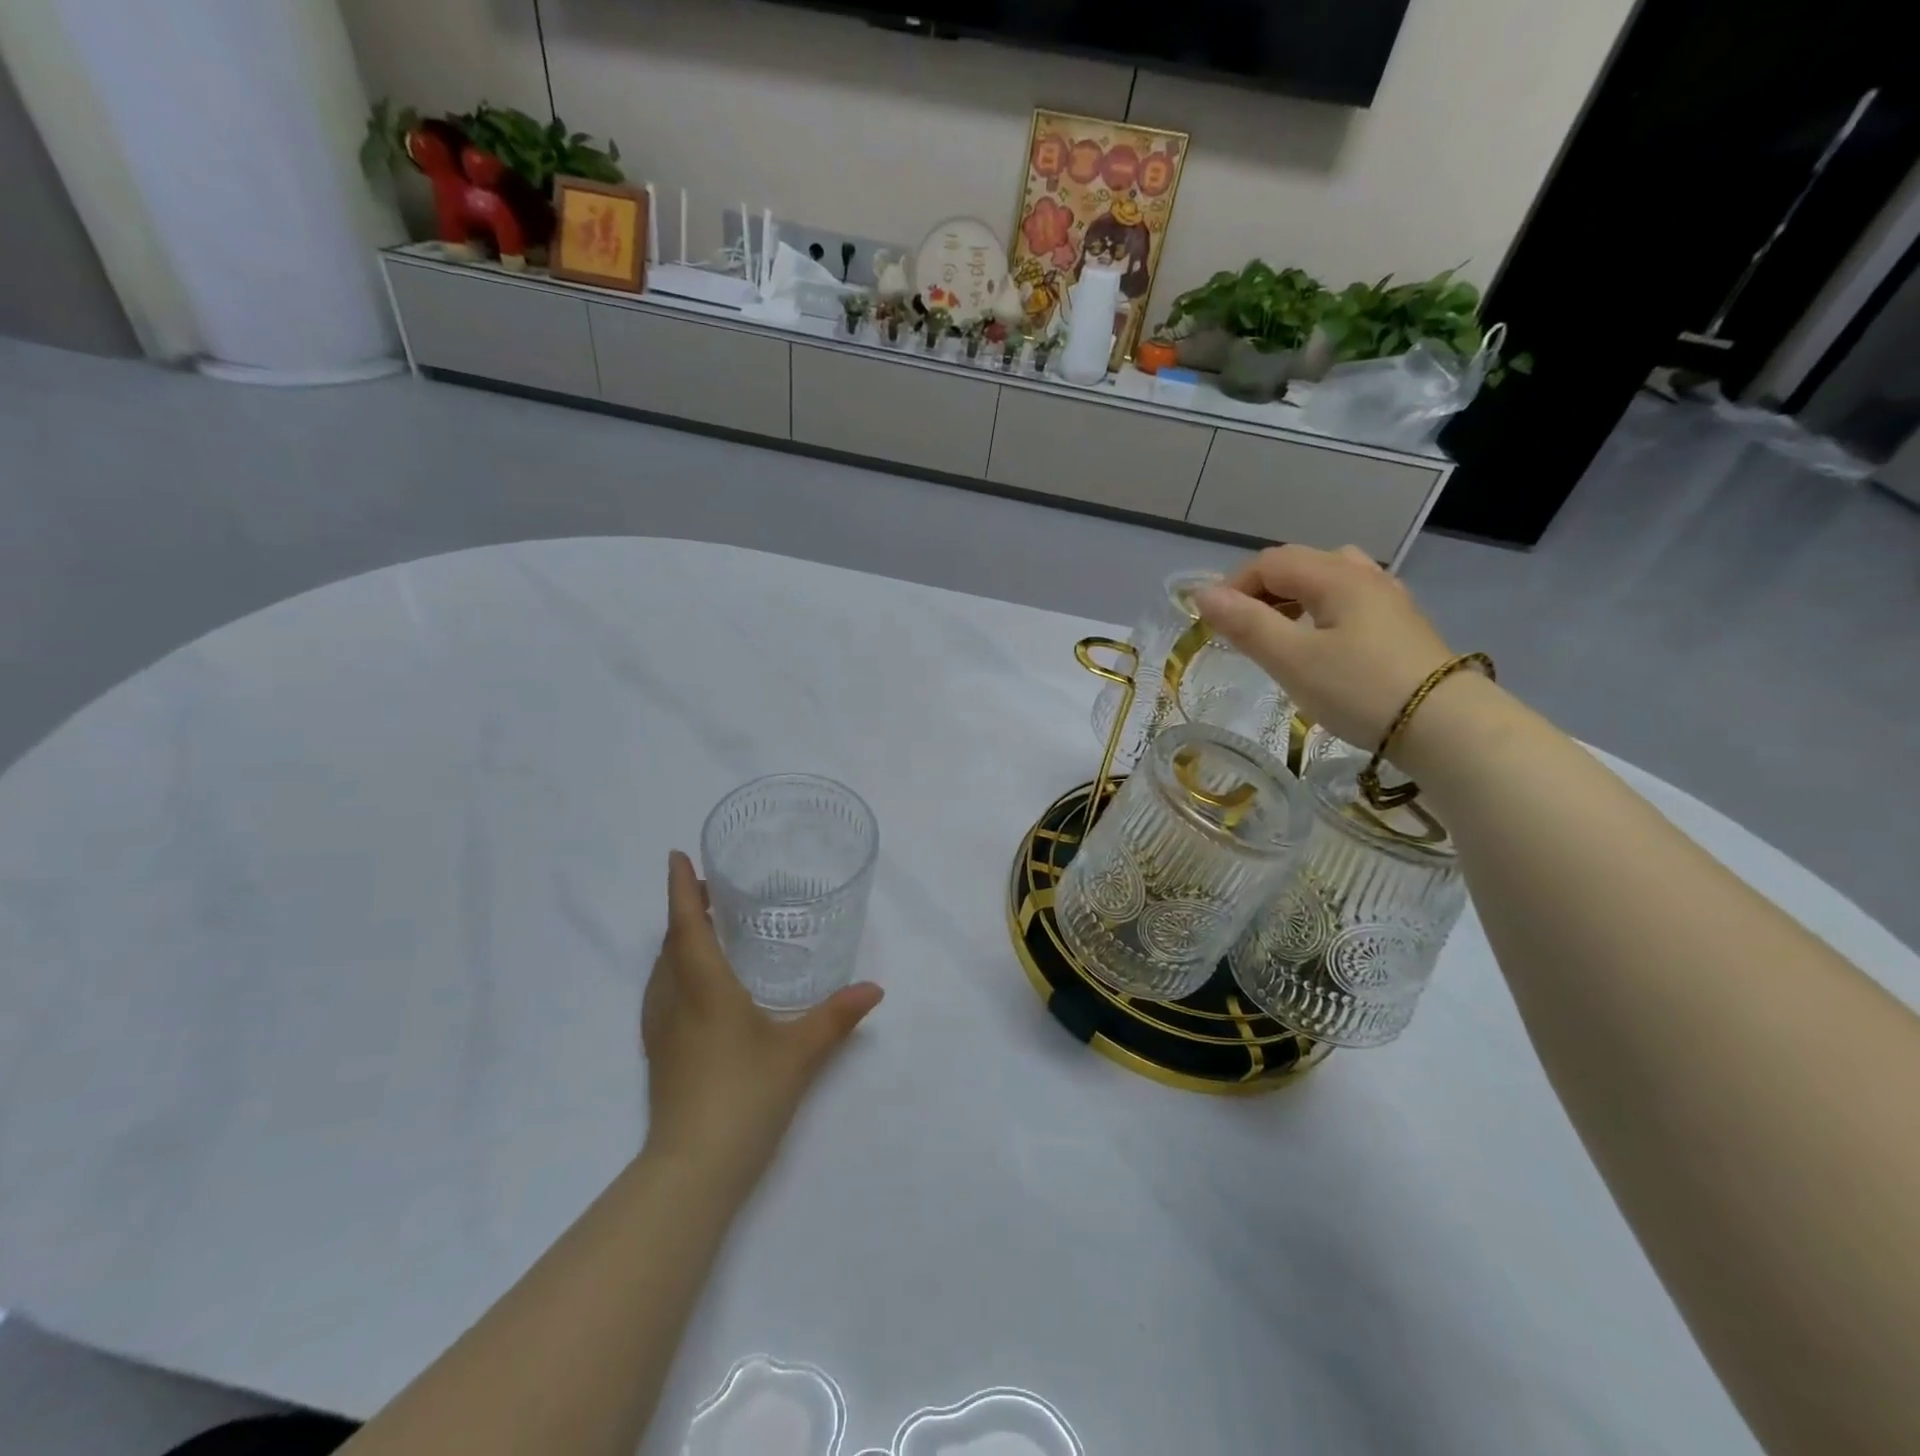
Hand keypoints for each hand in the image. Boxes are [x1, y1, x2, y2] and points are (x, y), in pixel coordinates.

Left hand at [641, 852, 882, 1194]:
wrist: (692, 1169)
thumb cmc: (745, 1097)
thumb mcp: (800, 1053)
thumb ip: (837, 1016)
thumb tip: (875, 988)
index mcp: (705, 988)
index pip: (686, 925)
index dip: (680, 888)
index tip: (677, 856)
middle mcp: (674, 1000)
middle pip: (671, 942)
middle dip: (684, 909)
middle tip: (708, 888)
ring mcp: (660, 1029)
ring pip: (661, 969)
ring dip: (677, 940)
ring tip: (703, 927)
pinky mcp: (658, 1053)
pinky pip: (660, 992)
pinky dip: (673, 969)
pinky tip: (695, 984)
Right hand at [1192, 545, 1453, 748]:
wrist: (1446, 727)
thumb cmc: (1360, 690)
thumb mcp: (1292, 659)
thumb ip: (1246, 624)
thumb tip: (1202, 594)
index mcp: (1336, 576)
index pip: (1270, 562)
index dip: (1233, 586)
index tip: (1212, 624)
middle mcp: (1364, 575)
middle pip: (1299, 565)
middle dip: (1259, 591)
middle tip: (1239, 631)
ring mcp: (1388, 600)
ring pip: (1327, 581)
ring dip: (1291, 600)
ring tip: (1277, 633)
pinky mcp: (1400, 627)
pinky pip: (1348, 601)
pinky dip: (1319, 612)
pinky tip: (1319, 644)